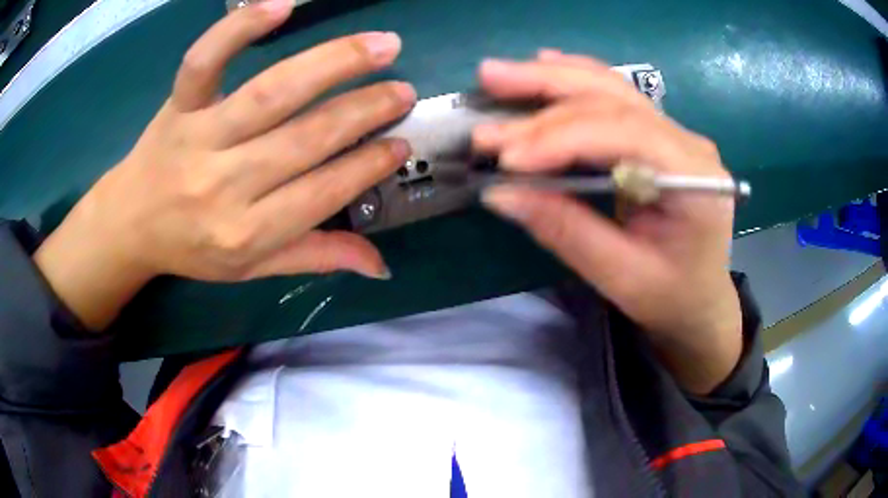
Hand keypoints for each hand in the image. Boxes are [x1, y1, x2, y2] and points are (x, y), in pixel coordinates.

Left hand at [34, 0, 415, 329]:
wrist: (130, 223)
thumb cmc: (192, 248)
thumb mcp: (252, 268)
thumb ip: (315, 258)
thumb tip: (381, 266)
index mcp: (245, 232)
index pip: (322, 193)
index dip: (368, 165)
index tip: (401, 144)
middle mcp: (224, 184)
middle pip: (305, 138)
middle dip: (364, 111)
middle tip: (403, 91)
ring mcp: (197, 137)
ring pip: (271, 92)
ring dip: (333, 63)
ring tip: (383, 45)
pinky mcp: (178, 105)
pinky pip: (205, 61)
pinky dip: (239, 29)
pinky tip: (280, 6)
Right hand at [474, 50, 741, 393]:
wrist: (700, 298)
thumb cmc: (670, 296)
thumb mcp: (620, 276)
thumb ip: (565, 230)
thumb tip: (499, 192)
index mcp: (695, 179)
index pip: (623, 134)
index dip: (560, 138)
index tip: (505, 158)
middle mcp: (687, 142)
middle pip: (613, 98)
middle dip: (545, 92)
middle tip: (488, 84)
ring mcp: (674, 133)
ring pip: (609, 87)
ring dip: (552, 77)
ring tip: (500, 74)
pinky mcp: (657, 134)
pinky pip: (614, 97)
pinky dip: (574, 81)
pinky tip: (544, 65)